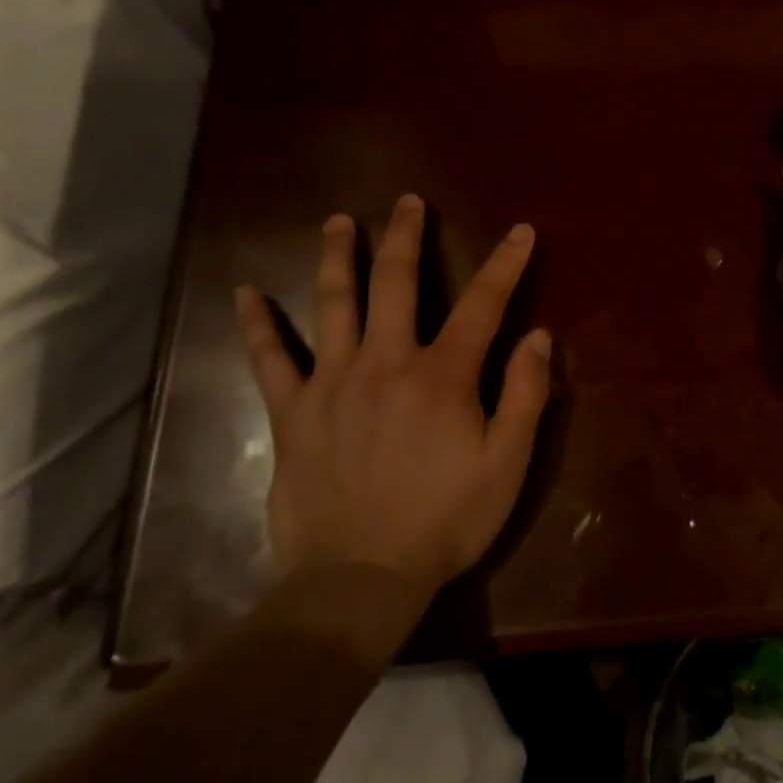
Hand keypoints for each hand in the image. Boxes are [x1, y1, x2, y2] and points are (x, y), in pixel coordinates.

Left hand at [235, 196, 549, 595]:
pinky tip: (245, 293)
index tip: (520, 231)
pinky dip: (257, 324)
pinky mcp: (293, 413)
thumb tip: (537, 335)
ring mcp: (332, 383)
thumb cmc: (446, 520)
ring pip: (333, 304)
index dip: (505, 263)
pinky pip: (270, 359)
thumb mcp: (507, 463)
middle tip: (408, 202)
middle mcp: (386, 362)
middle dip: (406, 236)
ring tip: (339, 221)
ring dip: (338, 256)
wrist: (359, 581)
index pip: (483, 304)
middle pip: (396, 283)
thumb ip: (525, 394)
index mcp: (442, 375)